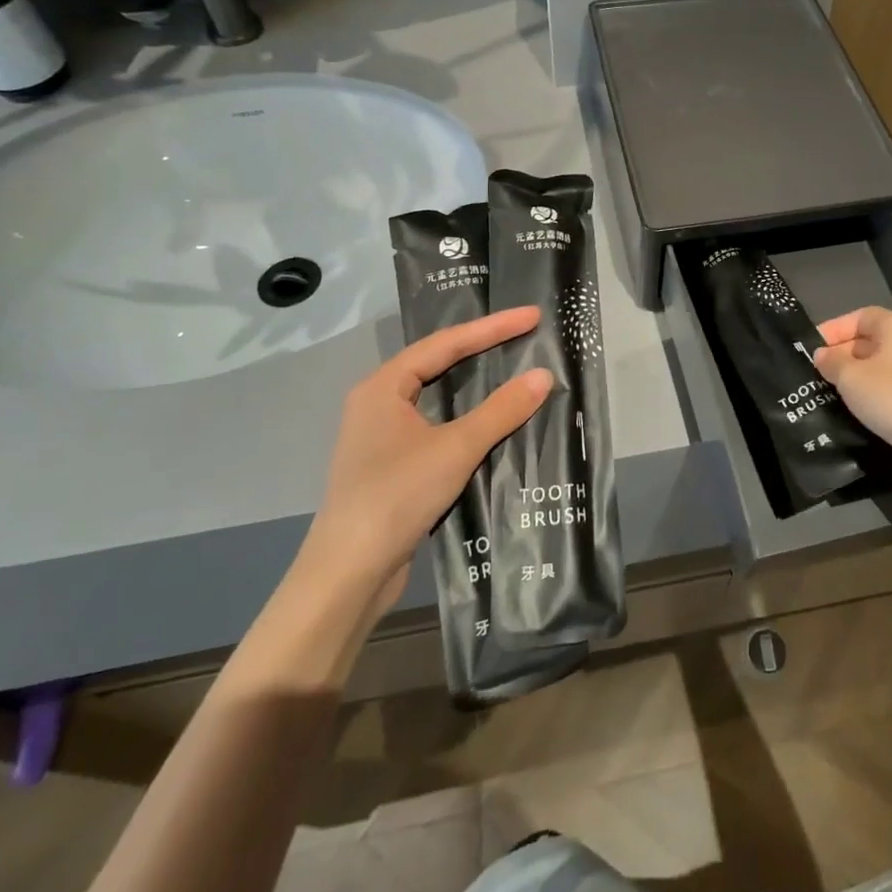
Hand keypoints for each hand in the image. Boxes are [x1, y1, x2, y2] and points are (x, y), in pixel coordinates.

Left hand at [294, 307, 551, 610]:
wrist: (348, 574)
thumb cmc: (396, 496)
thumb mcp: (456, 448)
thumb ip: (501, 411)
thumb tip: (543, 375)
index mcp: (383, 386)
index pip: (446, 344)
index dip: (492, 327)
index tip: (532, 317)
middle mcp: (378, 402)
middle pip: (438, 363)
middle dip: (482, 347)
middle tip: (525, 335)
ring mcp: (382, 435)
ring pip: (436, 396)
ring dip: (474, 383)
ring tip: (512, 367)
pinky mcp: (391, 464)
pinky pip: (435, 424)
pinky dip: (465, 416)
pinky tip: (490, 421)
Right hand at [814, 307, 891, 479]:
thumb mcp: (850, 377)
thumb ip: (831, 361)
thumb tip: (822, 355)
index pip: (861, 316)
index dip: (835, 328)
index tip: (812, 347)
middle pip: (870, 341)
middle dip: (841, 354)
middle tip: (815, 373)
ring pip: (878, 368)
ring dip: (854, 378)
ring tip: (827, 392)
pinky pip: (889, 389)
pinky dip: (870, 396)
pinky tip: (852, 410)